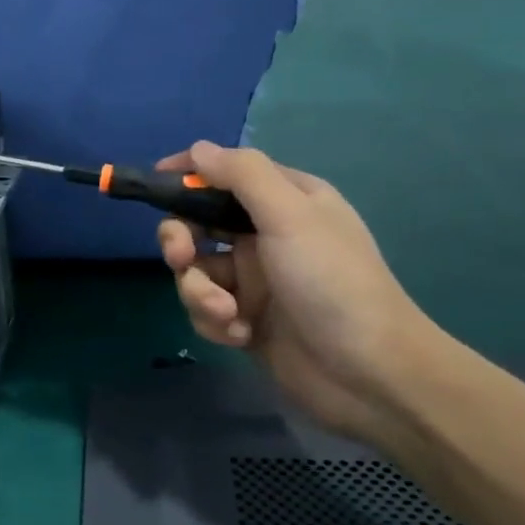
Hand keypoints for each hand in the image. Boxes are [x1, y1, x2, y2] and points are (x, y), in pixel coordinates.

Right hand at [156, 141, 436, 445]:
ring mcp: (254, 281)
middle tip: (181, 258)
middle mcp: (266, 236)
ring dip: (200, 293)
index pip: (226, 174)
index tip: (155, 182)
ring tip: (227, 314)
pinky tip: (241, 335)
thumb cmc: (332, 284)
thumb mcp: (290, 217)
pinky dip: (215, 321)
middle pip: (197, 224)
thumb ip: (243, 175)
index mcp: (285, 202)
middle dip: (181, 241)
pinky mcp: (245, 320)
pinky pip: (205, 309)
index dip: (189, 174)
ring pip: (195, 272)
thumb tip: (198, 149)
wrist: (369, 375)